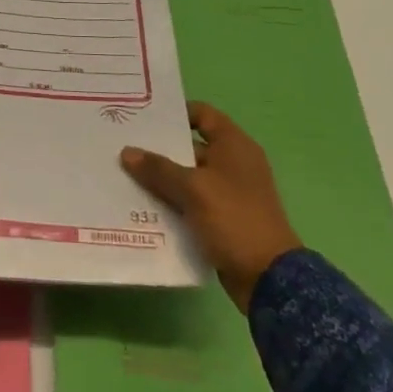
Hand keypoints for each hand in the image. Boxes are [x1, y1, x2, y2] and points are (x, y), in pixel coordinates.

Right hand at [121, 101, 302, 311]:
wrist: (269, 279)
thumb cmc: (235, 219)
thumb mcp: (194, 189)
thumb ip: (159, 169)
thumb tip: (127, 152)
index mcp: (234, 145)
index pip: (202, 114)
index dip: (174, 112)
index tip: (142, 117)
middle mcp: (233, 163)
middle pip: (190, 147)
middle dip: (159, 149)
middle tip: (123, 146)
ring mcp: (229, 193)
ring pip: (187, 177)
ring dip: (161, 179)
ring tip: (125, 176)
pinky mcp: (223, 219)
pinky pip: (191, 203)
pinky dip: (171, 203)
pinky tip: (142, 206)